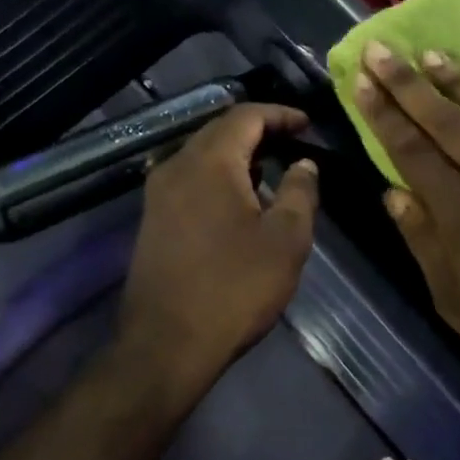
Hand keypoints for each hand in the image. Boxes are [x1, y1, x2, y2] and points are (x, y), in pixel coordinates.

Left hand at [117, 104, 319, 400]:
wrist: (166, 345)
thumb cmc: (234, 288)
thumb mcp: (285, 240)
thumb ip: (299, 192)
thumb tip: (304, 164)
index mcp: (209, 162)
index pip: (245, 116)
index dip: (280, 114)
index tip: (308, 124)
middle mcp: (175, 167)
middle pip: (219, 131)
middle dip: (258, 131)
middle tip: (293, 142)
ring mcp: (157, 195)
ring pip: (201, 156)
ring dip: (237, 156)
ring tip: (271, 170)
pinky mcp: (151, 221)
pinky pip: (189, 181)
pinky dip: (218, 178)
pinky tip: (238, 201)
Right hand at [353, 42, 459, 388]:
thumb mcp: (457, 302)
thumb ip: (424, 242)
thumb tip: (393, 192)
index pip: (410, 149)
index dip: (383, 113)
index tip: (362, 81)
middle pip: (444, 119)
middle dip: (407, 82)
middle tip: (380, 48)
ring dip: (458, 80)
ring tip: (433, 54)